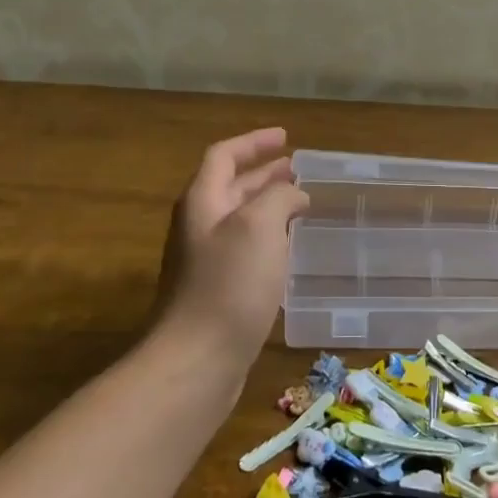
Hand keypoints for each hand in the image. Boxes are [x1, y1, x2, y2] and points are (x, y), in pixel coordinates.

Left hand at [154, 128, 308, 369]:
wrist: (197, 360)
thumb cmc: (229, 285)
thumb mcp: (260, 226)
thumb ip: (278, 198)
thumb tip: (293, 195)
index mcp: (203, 201)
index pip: (225, 155)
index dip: (254, 142)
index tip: (285, 137)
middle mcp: (199, 225)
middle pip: (231, 186)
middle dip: (264, 173)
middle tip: (297, 169)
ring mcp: (205, 260)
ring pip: (240, 218)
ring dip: (268, 205)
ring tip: (300, 203)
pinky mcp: (216, 290)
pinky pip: (245, 248)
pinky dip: (268, 237)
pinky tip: (289, 248)